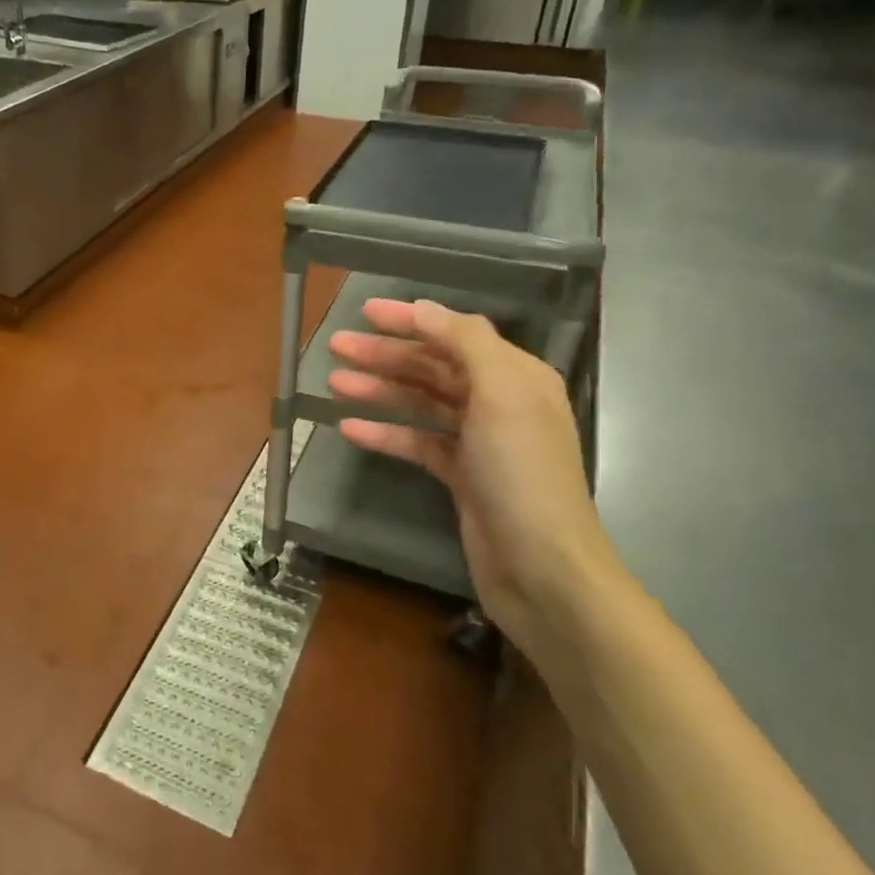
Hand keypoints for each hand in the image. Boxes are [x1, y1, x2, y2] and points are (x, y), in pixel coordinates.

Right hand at [327, 299, 613, 652]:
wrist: (540, 566)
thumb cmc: (521, 470)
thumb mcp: (501, 393)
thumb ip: (464, 342)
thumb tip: (424, 308)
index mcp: (515, 376)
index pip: (455, 335)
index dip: (410, 321)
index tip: (364, 312)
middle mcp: (498, 402)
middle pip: (433, 367)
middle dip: (385, 355)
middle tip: (337, 347)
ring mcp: (478, 442)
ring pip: (420, 404)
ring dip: (379, 390)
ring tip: (334, 383)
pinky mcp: (460, 476)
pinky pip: (416, 443)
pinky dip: (385, 433)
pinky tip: (349, 428)